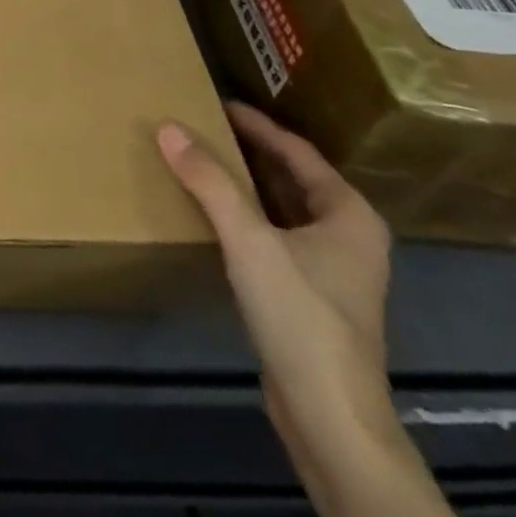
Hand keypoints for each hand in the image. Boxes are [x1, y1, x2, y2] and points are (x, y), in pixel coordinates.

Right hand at [158, 102, 397, 476]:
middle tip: (200, 124)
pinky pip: (273, 234)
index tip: (215, 101)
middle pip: (290, 176)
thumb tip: (167, 127)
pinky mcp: (309, 293)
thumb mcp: (250, 240)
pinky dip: (244, 215)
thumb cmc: (300, 316)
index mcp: (348, 213)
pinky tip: (211, 212)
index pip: (296, 150)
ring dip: (243, 183)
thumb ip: (209, 182)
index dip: (255, 123)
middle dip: (246, 150)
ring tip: (198, 159)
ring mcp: (331, 268)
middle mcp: (347, 234)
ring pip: (280, 207)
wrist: (329, 416)